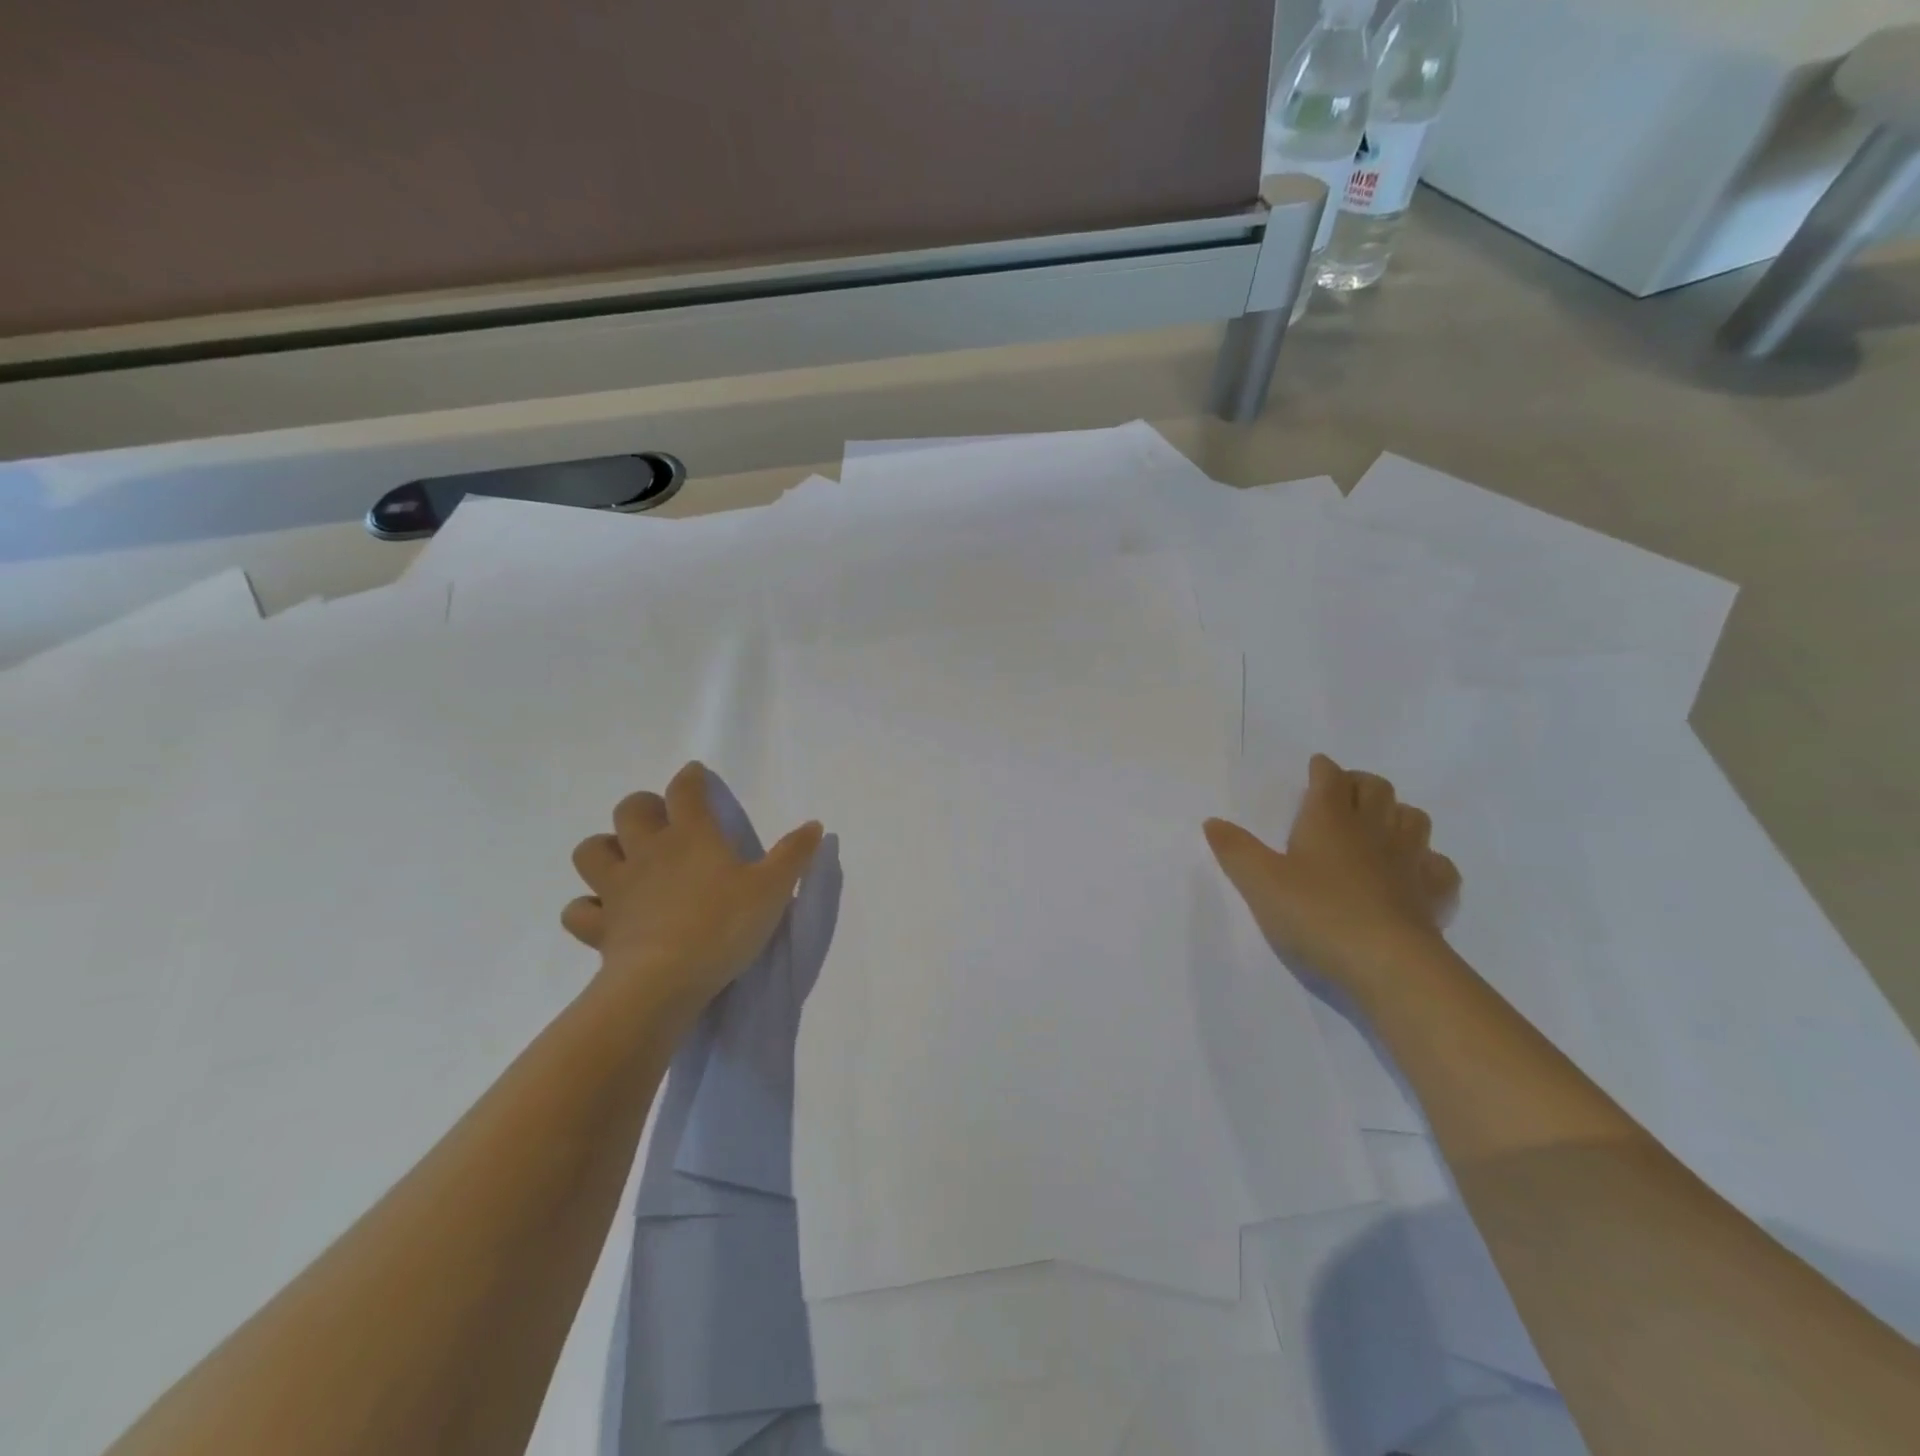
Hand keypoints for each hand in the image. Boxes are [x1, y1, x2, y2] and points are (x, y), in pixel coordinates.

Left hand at [562, 762, 823, 1018]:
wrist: (666, 980)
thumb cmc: (724, 925)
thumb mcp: (774, 888)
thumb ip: (794, 854)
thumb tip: (814, 824)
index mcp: (692, 836)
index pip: (685, 791)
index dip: (690, 778)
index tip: (695, 775)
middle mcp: (649, 853)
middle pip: (630, 810)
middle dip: (643, 807)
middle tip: (660, 820)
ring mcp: (618, 889)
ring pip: (591, 851)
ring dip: (604, 849)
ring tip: (624, 860)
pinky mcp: (600, 927)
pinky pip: (578, 911)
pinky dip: (587, 908)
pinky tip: (604, 914)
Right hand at [1205, 753, 1459, 997]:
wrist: (1387, 964)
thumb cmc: (1315, 914)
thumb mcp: (1259, 882)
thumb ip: (1235, 850)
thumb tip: (1213, 821)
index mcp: (1329, 819)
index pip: (1330, 778)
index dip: (1322, 770)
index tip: (1315, 769)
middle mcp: (1373, 830)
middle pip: (1377, 788)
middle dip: (1360, 784)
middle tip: (1342, 795)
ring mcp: (1410, 860)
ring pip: (1414, 818)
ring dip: (1397, 815)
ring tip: (1378, 828)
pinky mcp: (1434, 894)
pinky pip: (1439, 866)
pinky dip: (1427, 862)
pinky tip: (1412, 875)